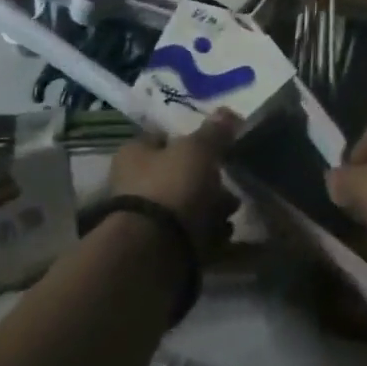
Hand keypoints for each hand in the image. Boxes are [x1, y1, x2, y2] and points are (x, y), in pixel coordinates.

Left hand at [108, 111, 240, 256]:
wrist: (155, 253)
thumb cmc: (171, 187)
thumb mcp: (197, 150)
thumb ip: (213, 132)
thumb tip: (227, 112)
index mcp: (134, 154)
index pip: (162, 138)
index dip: (189, 139)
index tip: (216, 146)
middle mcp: (134, 184)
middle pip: (178, 174)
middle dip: (208, 180)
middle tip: (230, 184)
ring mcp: (146, 220)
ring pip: (186, 206)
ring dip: (211, 208)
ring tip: (232, 211)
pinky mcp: (159, 250)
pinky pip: (190, 236)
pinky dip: (209, 235)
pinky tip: (226, 235)